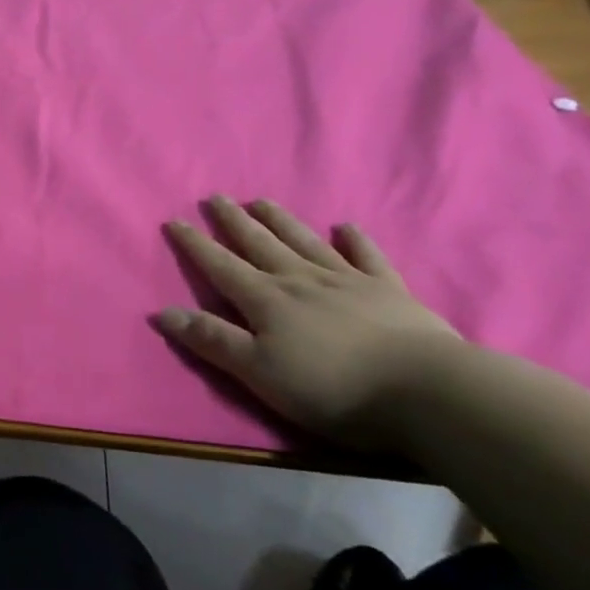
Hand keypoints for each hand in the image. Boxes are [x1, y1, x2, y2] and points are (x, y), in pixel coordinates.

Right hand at [157, 196, 459, 447]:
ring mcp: (347, 281)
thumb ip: (212, 340)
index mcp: (266, 300)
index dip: (195, 244)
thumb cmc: (334, 388)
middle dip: (233, 221)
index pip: (220, 266)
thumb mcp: (260, 373)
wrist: (428, 392)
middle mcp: (299, 280)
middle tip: (216, 197)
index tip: (175, 220)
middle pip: (259, 244)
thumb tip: (161, 312)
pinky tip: (346, 227)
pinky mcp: (390, 292)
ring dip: (280, 220)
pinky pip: (367, 257)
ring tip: (262, 200)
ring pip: (304, 242)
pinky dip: (355, 240)